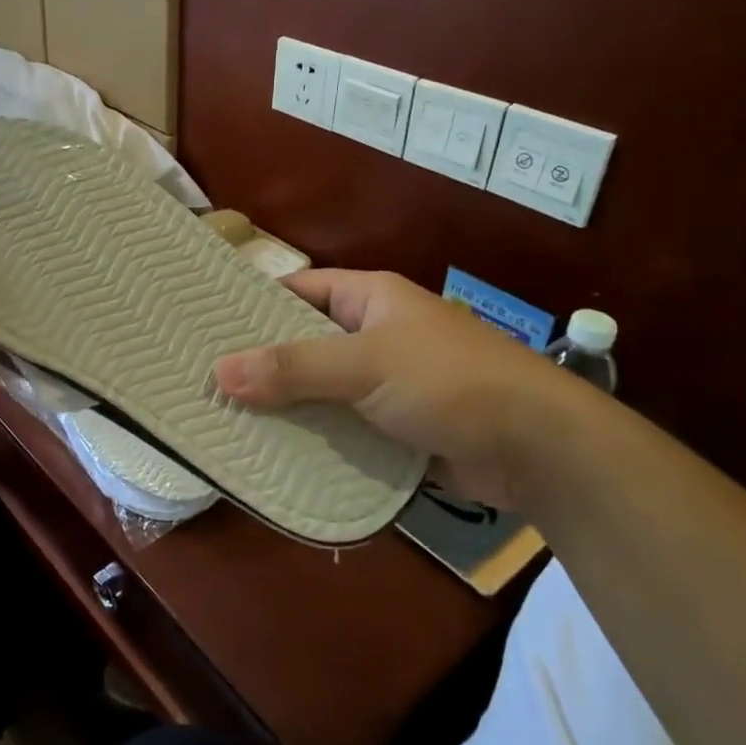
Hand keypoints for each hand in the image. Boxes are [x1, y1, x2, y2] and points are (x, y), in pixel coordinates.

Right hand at [213, 269, 596, 510]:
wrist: (541, 450)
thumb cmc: (450, 381)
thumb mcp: (366, 364)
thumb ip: (294, 367)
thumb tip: (219, 372)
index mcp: (369, 299)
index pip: (298, 291)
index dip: (254, 304)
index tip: (206, 325)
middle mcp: (373, 335)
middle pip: (303, 344)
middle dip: (261, 363)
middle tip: (204, 380)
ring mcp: (384, 384)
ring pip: (319, 389)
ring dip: (284, 406)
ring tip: (224, 419)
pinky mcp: (393, 428)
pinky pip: (340, 427)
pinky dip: (313, 438)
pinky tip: (272, 453)